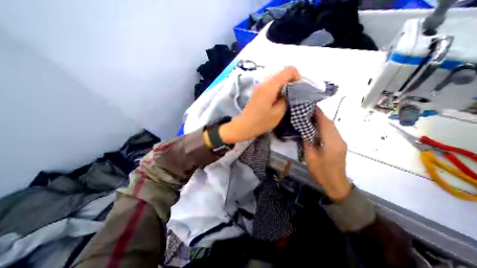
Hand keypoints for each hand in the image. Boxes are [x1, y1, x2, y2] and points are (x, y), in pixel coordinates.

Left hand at [219, 66, 298, 142]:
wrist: (244, 125)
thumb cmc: (261, 121)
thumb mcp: (278, 113)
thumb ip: (287, 99)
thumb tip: (291, 92)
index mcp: (270, 86)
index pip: (288, 70)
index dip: (297, 77)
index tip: (298, 89)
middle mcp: (264, 82)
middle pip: (282, 74)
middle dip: (291, 82)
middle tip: (293, 96)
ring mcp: (260, 86)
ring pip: (276, 79)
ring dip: (284, 87)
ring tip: (285, 99)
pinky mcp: (258, 91)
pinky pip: (270, 85)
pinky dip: (277, 89)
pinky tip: (277, 100)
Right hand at [305, 108, 348, 201]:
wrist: (336, 184)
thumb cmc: (321, 172)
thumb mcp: (311, 157)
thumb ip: (308, 142)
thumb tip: (305, 131)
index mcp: (331, 143)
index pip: (325, 123)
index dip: (319, 114)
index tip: (311, 106)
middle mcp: (339, 140)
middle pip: (330, 123)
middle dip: (320, 115)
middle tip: (308, 110)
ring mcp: (341, 142)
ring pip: (332, 126)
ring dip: (322, 120)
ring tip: (311, 116)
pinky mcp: (340, 145)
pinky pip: (332, 131)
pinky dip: (325, 126)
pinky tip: (317, 126)